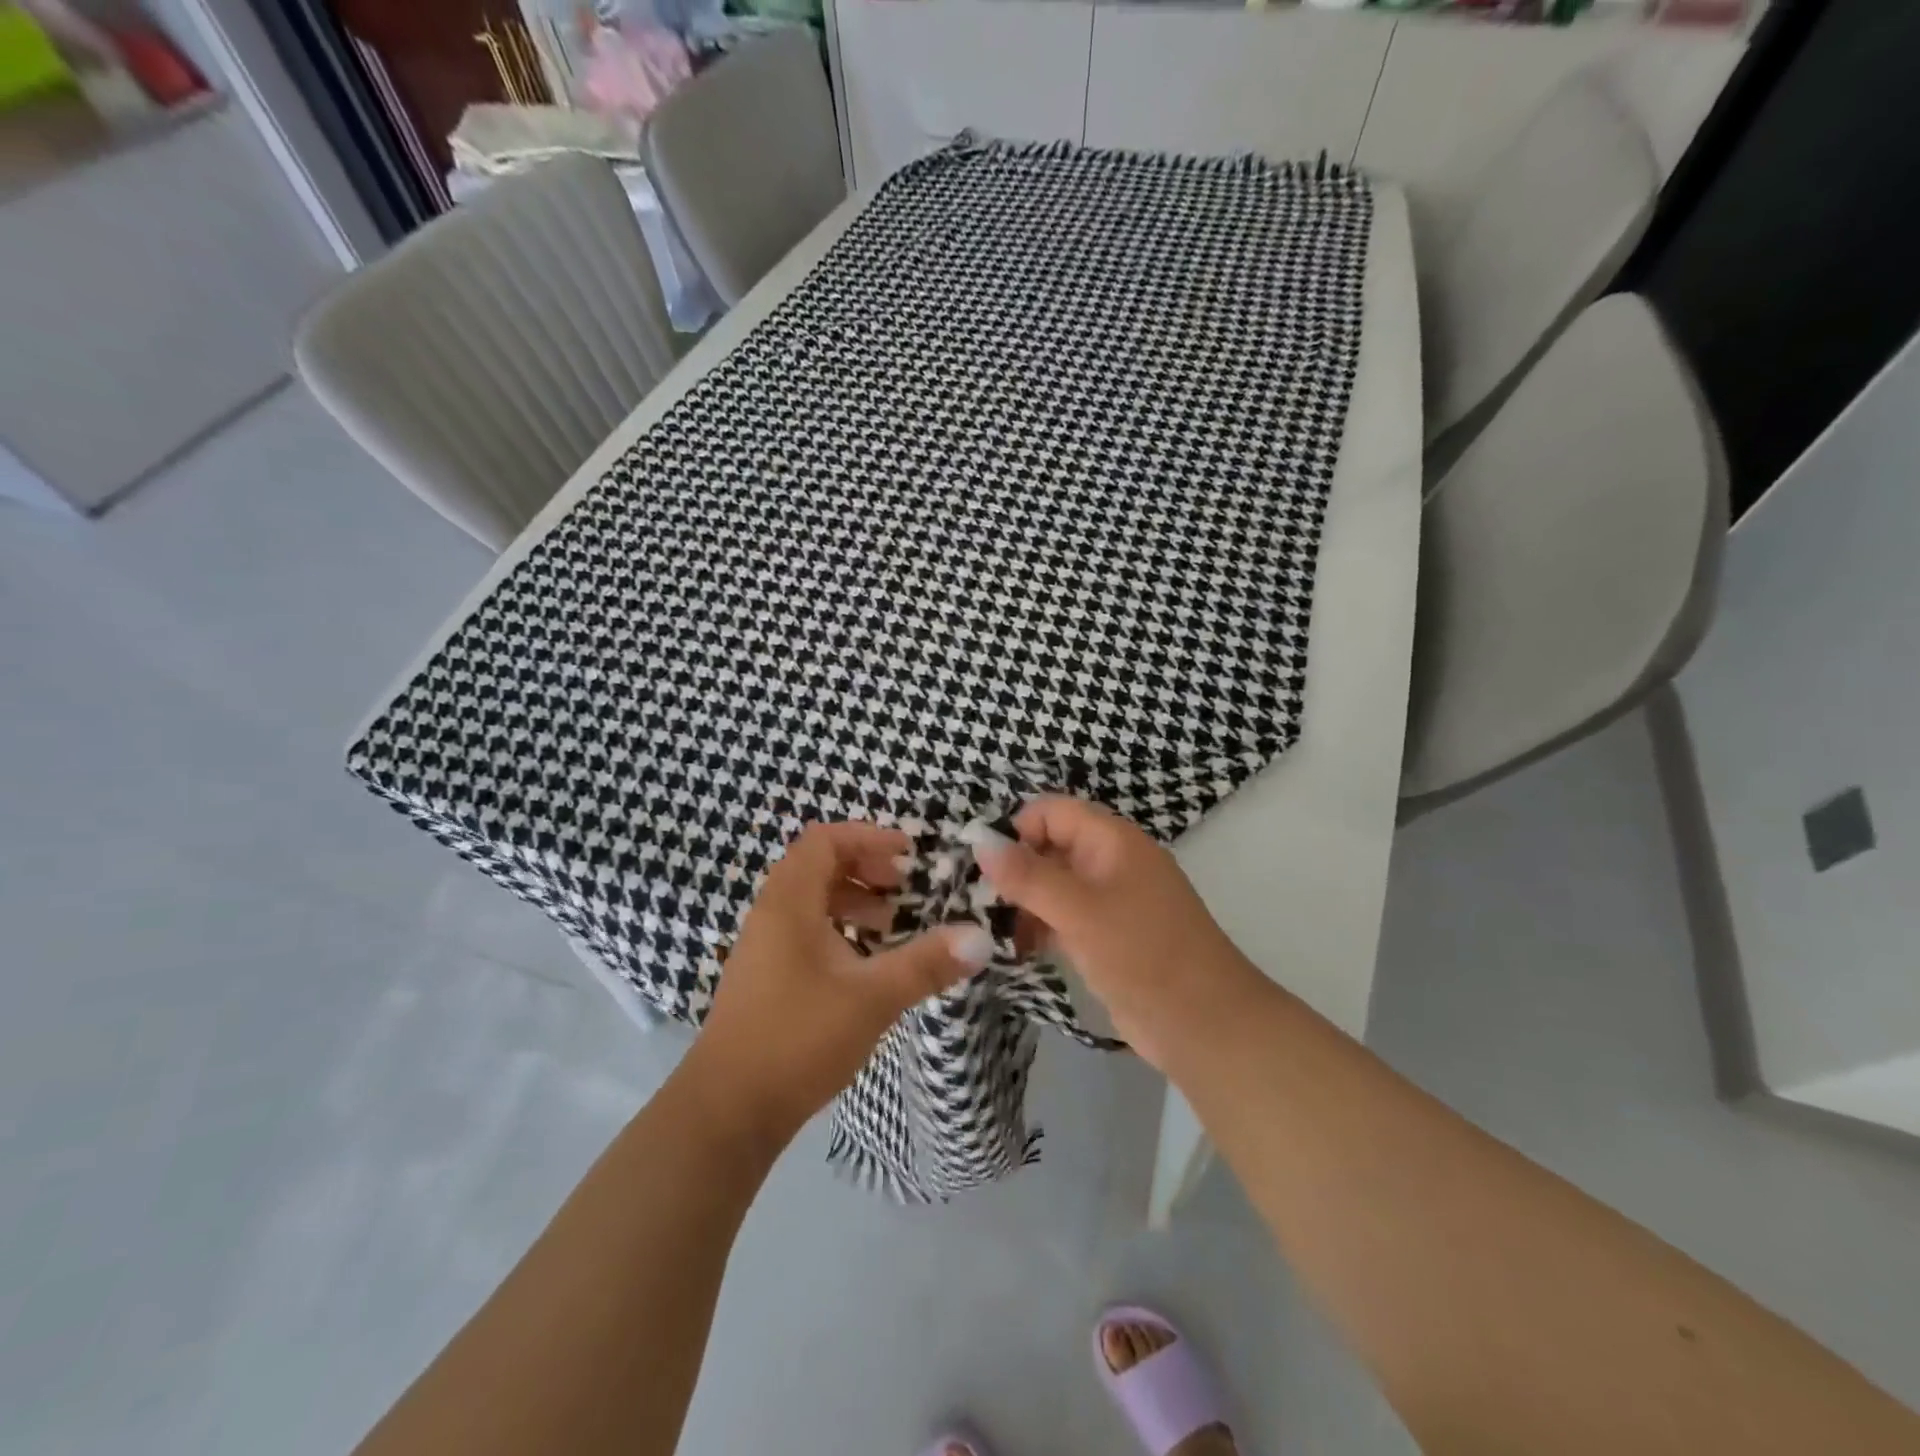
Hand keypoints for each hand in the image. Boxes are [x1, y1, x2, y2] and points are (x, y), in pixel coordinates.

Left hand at [692, 821, 992, 1148]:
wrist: (727, 1111)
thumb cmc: (798, 1038)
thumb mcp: (872, 997)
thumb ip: (926, 964)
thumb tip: (981, 938)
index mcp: (789, 903)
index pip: (824, 840)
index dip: (868, 837)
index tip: (909, 854)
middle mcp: (771, 914)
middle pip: (818, 866)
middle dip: (866, 868)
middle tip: (905, 888)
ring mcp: (763, 947)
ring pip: (811, 901)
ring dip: (854, 901)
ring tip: (892, 925)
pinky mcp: (764, 977)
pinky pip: (804, 931)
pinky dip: (838, 930)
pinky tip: (865, 963)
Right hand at [971, 797, 1259, 1071]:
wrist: (1205, 1025)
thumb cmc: (1143, 954)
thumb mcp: (1079, 910)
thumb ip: (1027, 875)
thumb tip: (979, 841)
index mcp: (1112, 840)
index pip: (1052, 812)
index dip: (1016, 830)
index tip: (982, 866)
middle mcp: (1110, 862)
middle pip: (1050, 847)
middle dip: (1013, 869)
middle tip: (976, 901)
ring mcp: (1110, 902)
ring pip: (1053, 885)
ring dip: (1022, 902)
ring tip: (989, 929)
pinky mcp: (1107, 937)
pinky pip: (1063, 918)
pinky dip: (1038, 927)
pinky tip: (1014, 948)